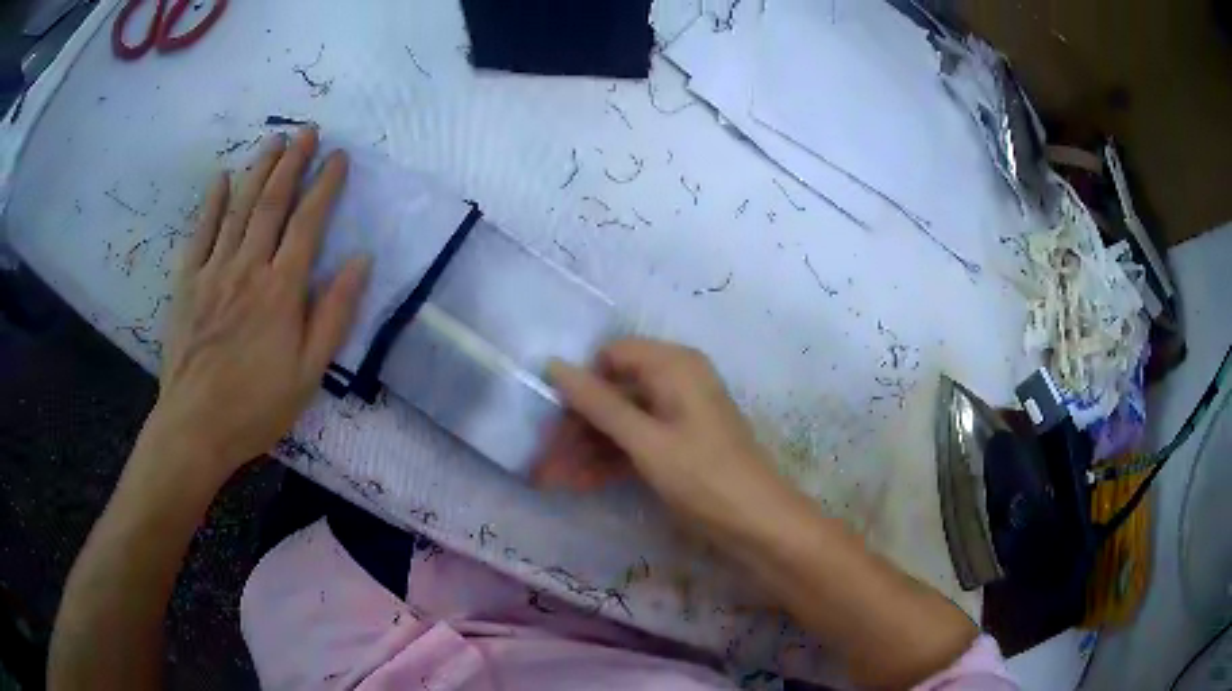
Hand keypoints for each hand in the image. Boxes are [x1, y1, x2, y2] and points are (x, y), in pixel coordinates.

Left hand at [148, 128, 368, 481]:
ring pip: (238, 209)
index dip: (325, 186)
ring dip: (257, 171)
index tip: (339, 157)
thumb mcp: (309, 373)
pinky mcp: (187, 283)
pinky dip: (211, 203)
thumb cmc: (257, 406)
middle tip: (307, 131)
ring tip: (274, 142)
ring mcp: (214, 271)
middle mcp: (248, 268)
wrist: (196, 427)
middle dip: (292, 163)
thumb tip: (361, 261)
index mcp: (281, 290)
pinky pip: (200, 233)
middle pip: (272, 203)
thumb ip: (334, 314)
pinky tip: (220, 179)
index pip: (308, 223)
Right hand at [542, 339, 789, 536]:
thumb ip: (598, 403)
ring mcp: (676, 415)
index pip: (611, 356)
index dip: (580, 384)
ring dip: (586, 449)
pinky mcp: (677, 444)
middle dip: (576, 427)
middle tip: (542, 460)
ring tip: (550, 480)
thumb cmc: (703, 476)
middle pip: (613, 392)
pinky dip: (608, 460)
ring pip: (620, 422)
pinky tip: (578, 483)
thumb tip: (553, 364)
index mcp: (674, 365)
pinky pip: (634, 442)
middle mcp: (675, 381)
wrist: (758, 524)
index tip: (550, 419)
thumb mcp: (645, 440)